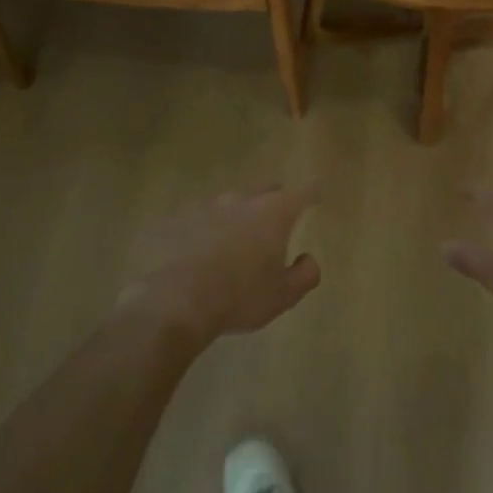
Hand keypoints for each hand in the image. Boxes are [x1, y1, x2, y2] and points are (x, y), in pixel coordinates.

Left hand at [126, 187, 320, 343]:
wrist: (174, 301)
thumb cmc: (239, 296)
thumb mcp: (283, 295)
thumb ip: (305, 274)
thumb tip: (308, 259)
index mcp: (273, 212)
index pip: (302, 194)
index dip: (313, 193)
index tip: (317, 195)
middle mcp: (242, 199)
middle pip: (265, 191)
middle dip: (274, 202)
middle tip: (275, 223)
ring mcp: (206, 205)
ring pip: (230, 204)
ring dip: (236, 217)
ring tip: (233, 243)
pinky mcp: (176, 218)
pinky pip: (198, 219)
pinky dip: (205, 229)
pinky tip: (199, 252)